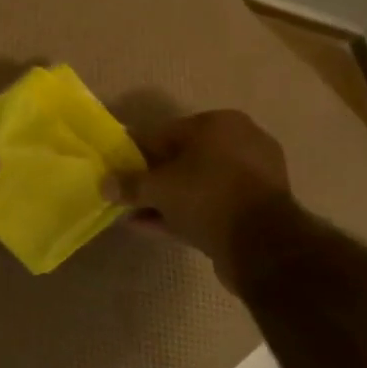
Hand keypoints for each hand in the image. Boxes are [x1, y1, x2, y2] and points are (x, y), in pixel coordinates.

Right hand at [109, 110, 291, 285]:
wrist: (261, 243)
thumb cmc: (207, 195)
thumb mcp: (159, 187)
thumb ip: (130, 184)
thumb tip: (105, 184)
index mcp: (220, 124)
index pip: (166, 131)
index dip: (136, 150)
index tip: (116, 167)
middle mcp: (240, 143)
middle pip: (183, 159)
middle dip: (152, 178)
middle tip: (125, 193)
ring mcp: (250, 178)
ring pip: (196, 186)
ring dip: (165, 200)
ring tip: (132, 214)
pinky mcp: (253, 210)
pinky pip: (208, 206)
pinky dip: (182, 214)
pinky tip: (150, 226)